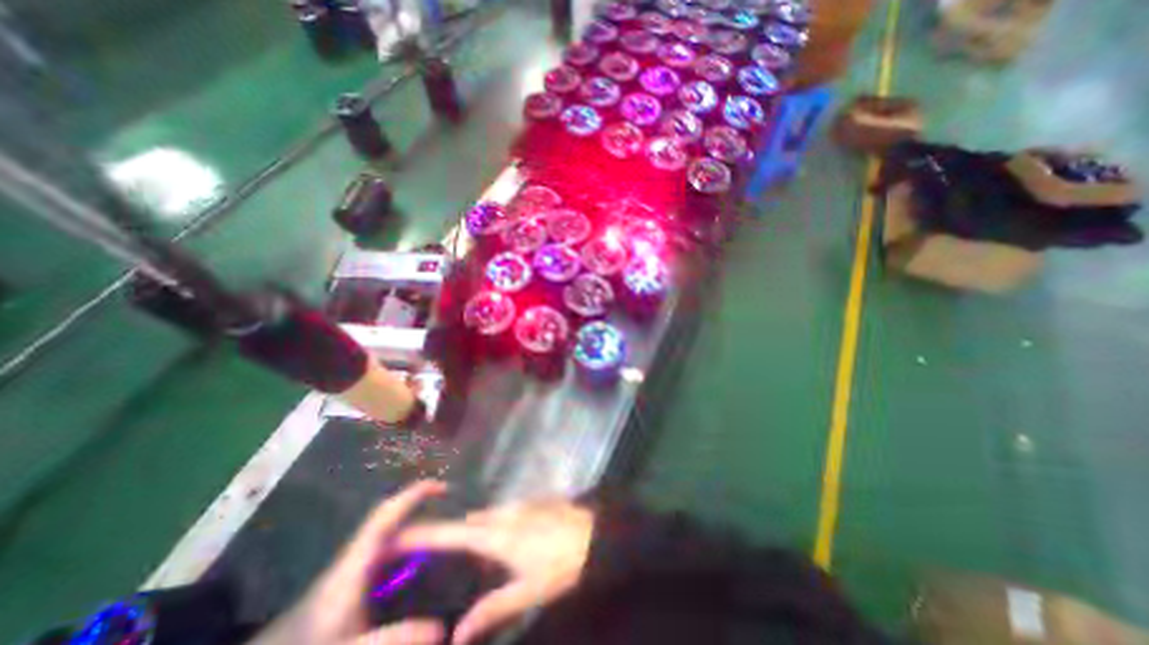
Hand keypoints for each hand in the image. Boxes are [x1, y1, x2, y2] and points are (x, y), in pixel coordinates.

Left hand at [252, 481, 447, 641]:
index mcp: (352, 565)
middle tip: (452, 526)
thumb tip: (442, 628)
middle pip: (392, 526)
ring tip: (442, 545)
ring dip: (415, 537)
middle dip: (421, 518)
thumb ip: (392, 639)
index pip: (385, 516)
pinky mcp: (347, 591)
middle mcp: (353, 562)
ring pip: (388, 543)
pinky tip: (417, 576)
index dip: (413, 495)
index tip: (442, 486)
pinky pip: (384, 562)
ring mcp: (349, 576)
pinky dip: (405, 559)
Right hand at [396, 499, 591, 644]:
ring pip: (488, 517)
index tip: (397, 537)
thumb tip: (457, 636)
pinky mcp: (533, 503)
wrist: (597, 533)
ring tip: (466, 557)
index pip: (452, 532)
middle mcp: (505, 513)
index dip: (425, 533)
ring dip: (475, 533)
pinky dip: (494, 527)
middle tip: (435, 560)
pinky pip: (504, 513)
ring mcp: (521, 505)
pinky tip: (500, 544)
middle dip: (451, 537)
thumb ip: (492, 611)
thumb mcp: (528, 592)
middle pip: (469, 523)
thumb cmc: (562, 564)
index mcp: (498, 534)